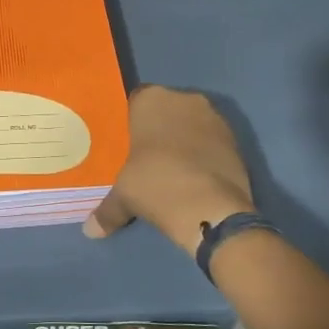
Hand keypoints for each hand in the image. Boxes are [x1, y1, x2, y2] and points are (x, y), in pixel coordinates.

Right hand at [83, 86, 254, 254]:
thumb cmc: (156, 185)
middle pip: (165, 110)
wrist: (211, 209)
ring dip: (183, 140)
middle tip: (145, 156)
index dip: (129, 122)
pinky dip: (203, 154)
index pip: (134, 101)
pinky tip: (194, 177)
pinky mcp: (236, 140)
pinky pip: (211, 141)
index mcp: (152, 99)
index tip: (124, 143)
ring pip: (191, 124)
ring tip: (171, 169)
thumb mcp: (124, 197)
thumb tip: (91, 230)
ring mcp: (215, 117)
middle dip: (157, 129)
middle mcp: (185, 99)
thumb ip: (107, 209)